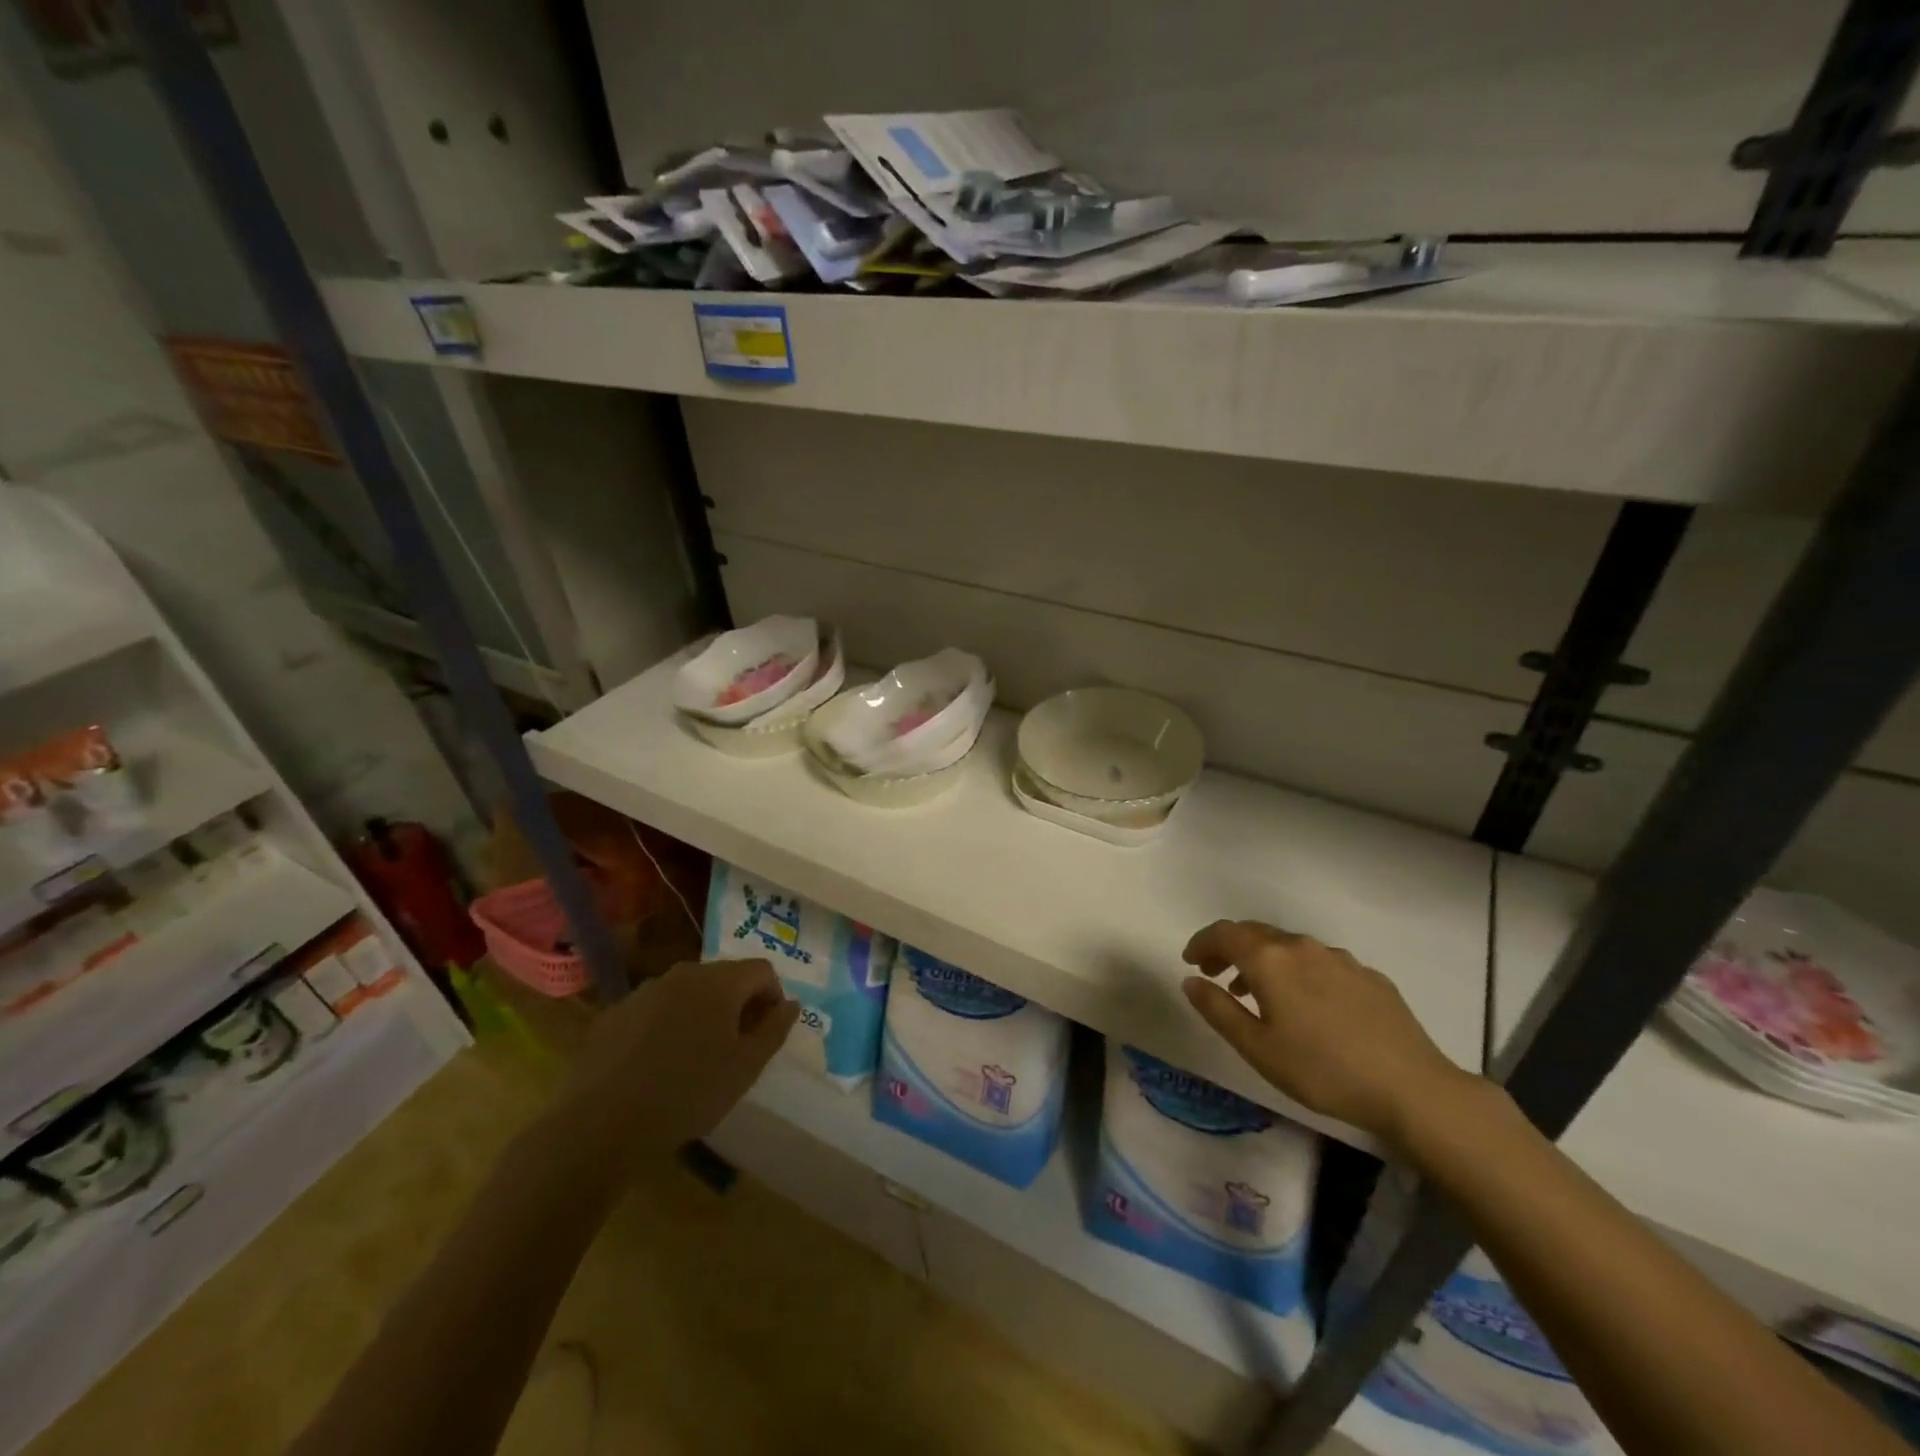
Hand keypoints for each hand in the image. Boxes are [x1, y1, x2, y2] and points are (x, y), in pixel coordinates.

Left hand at [558, 957, 798, 1168]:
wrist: (602, 1123)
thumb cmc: (689, 1092)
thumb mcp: (746, 1067)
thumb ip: (774, 1029)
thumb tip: (790, 1004)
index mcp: (720, 981)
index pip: (762, 970)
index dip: (773, 997)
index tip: (767, 1033)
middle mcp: (683, 973)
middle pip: (724, 977)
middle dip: (738, 1004)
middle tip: (736, 1047)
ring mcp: (645, 991)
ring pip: (687, 992)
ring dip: (701, 1014)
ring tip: (696, 1057)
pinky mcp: (615, 1013)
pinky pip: (655, 1010)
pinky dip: (666, 1026)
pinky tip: (657, 1065)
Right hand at [1182, 920, 1469, 1148]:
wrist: (1412, 1088)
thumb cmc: (1322, 1070)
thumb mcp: (1257, 1048)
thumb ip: (1218, 1009)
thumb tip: (1191, 980)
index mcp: (1270, 960)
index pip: (1224, 933)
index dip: (1202, 942)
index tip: (1191, 961)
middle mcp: (1302, 947)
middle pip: (1255, 933)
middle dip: (1229, 948)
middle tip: (1215, 974)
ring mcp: (1339, 958)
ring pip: (1289, 946)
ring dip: (1264, 960)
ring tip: (1257, 993)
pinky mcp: (1368, 976)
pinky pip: (1319, 962)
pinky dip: (1298, 971)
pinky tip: (1307, 1005)